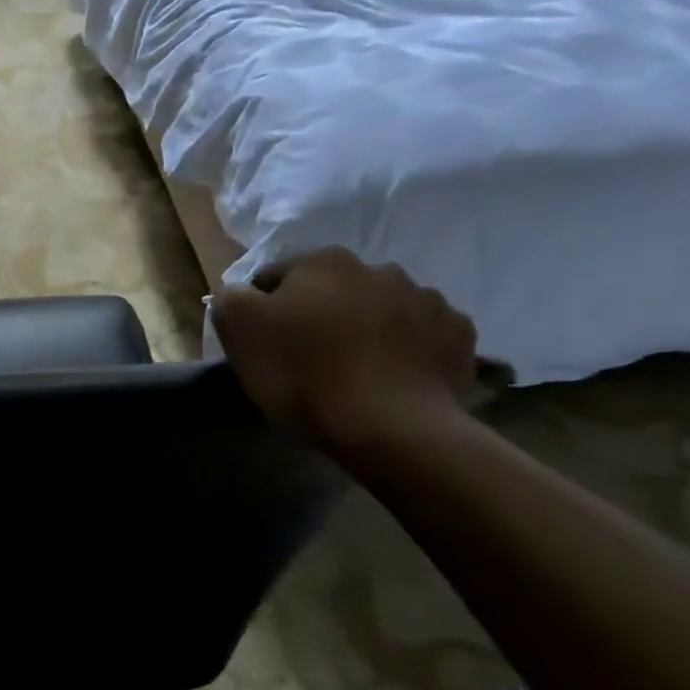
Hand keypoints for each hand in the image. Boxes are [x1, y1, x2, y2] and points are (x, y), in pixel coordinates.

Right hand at [209, 248, 477, 453]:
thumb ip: (231, 299)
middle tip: (306, 360)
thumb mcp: (239, 331)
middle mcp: (378, 268)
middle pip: (331, 291)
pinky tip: (390, 380)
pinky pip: (421, 337)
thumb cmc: (303, 374)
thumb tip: (242, 294)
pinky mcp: (459, 336)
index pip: (275, 279)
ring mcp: (427, 300)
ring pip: (380, 311)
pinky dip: (405, 351)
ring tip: (352, 373)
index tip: (263, 346)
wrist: (391, 427)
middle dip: (318, 316)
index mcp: (322, 262)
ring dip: (365, 331)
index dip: (263, 312)